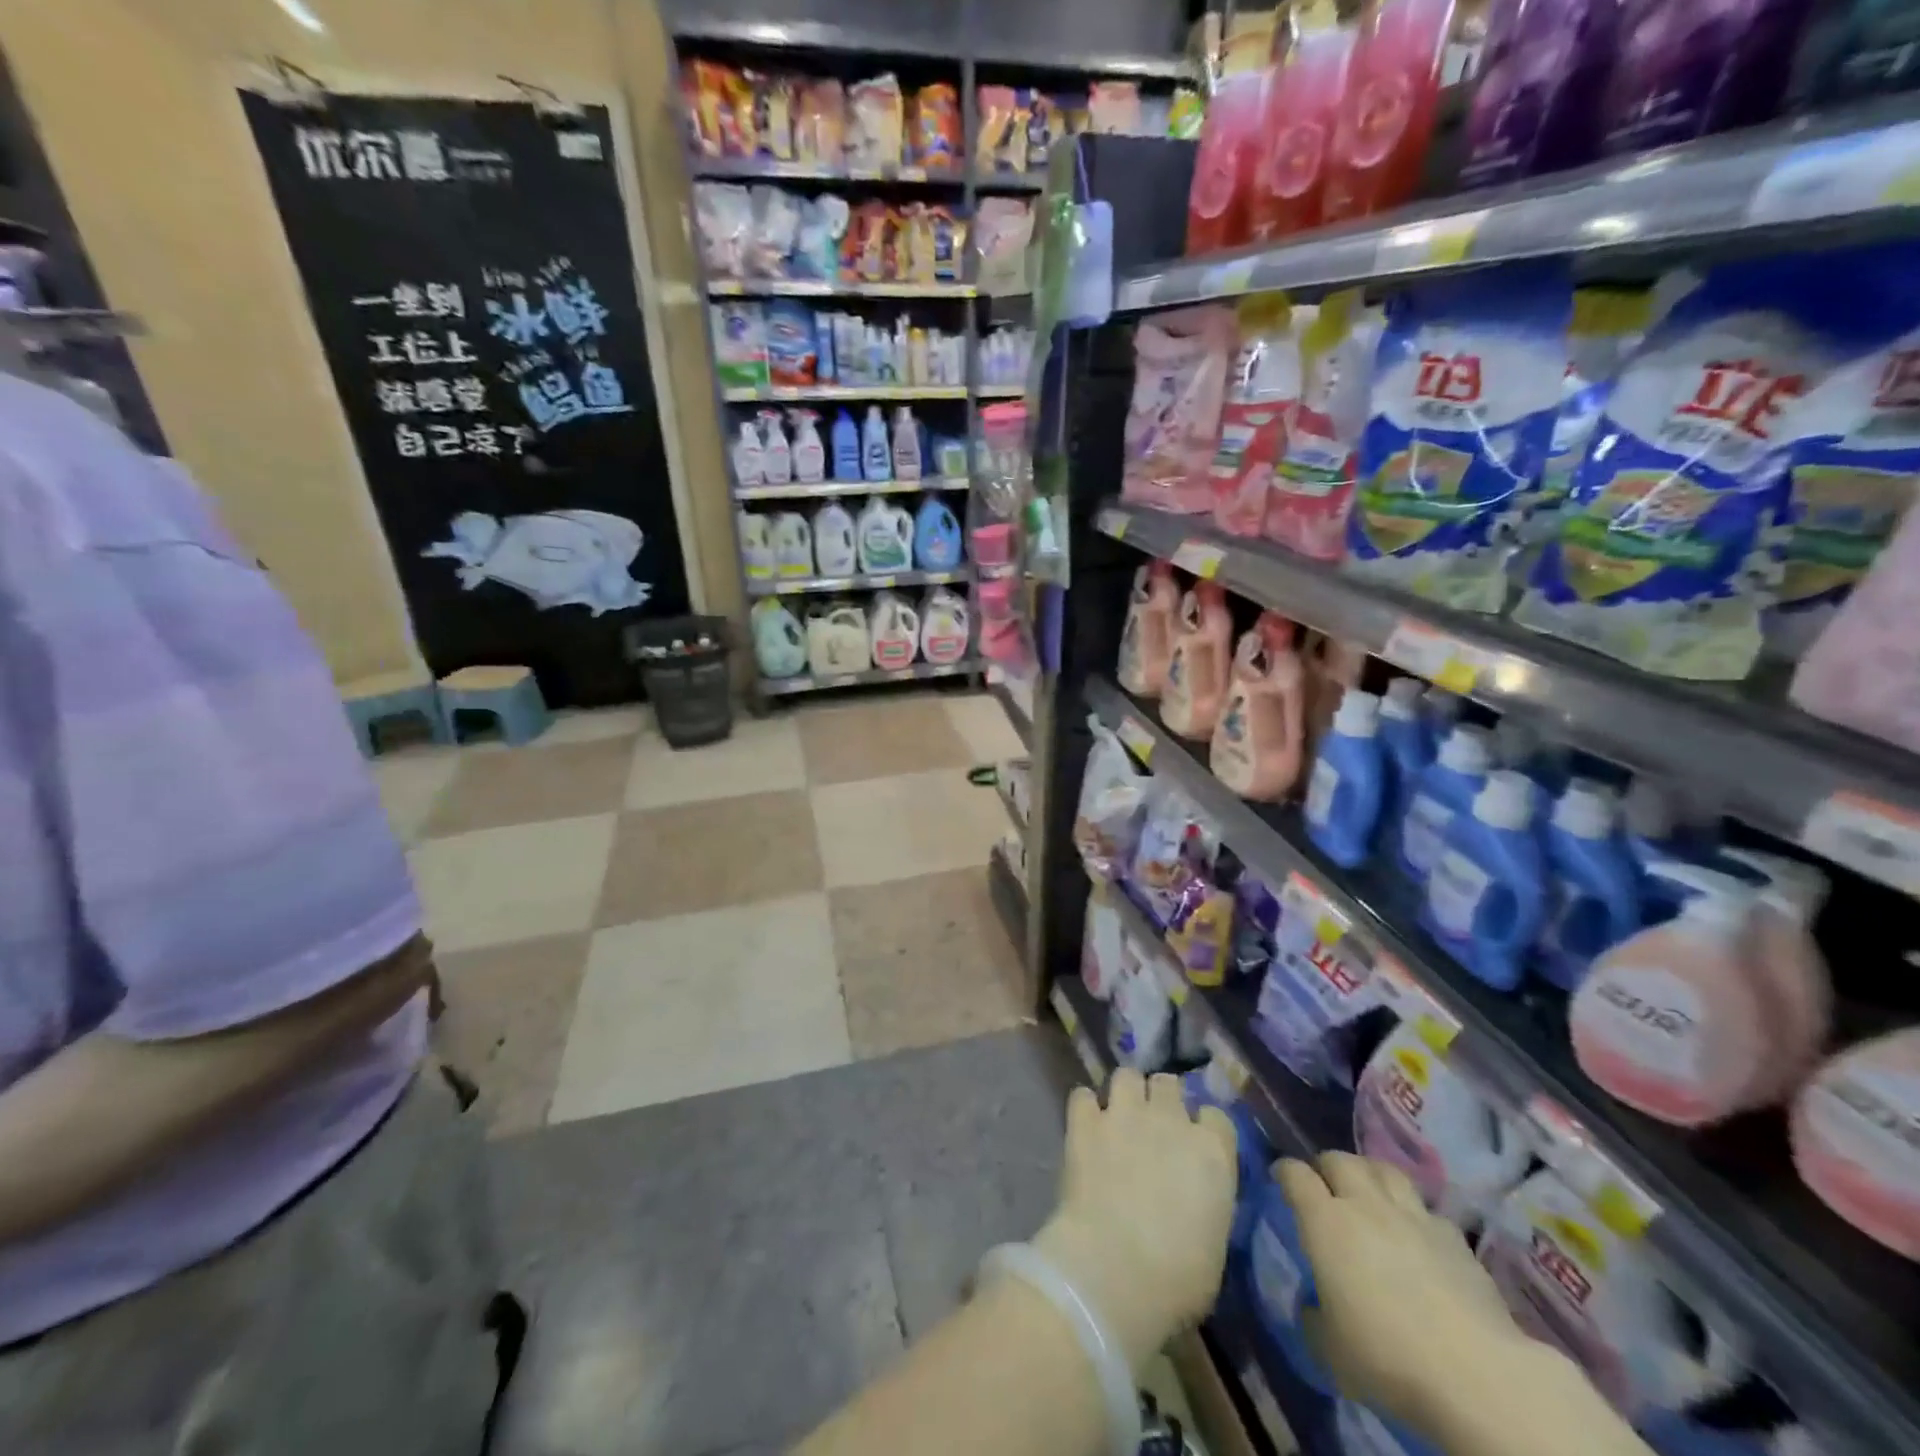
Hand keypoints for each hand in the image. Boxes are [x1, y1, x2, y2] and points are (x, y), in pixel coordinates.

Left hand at [1031, 1069, 1236, 1369]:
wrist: (1112, 1269)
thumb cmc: (1176, 1278)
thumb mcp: (1213, 1245)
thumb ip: (1207, 1204)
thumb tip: (1194, 1200)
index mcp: (1212, 1152)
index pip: (1216, 1116)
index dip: (1204, 1128)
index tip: (1195, 1144)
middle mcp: (1170, 1120)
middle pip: (1169, 1083)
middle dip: (1162, 1098)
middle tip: (1153, 1124)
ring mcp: (1125, 1114)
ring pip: (1127, 1076)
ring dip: (1125, 1092)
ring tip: (1119, 1116)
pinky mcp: (1085, 1121)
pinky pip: (1083, 1096)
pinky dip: (1085, 1108)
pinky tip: (1085, 1125)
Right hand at [1278, 1153, 1533, 1430]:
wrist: (1476, 1374)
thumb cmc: (1387, 1357)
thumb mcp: (1330, 1349)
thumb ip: (1314, 1317)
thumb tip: (1314, 1306)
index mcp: (1324, 1221)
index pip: (1295, 1174)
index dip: (1284, 1172)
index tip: (1281, 1179)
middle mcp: (1364, 1204)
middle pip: (1339, 1160)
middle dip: (1327, 1167)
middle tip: (1325, 1187)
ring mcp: (1413, 1216)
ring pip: (1383, 1169)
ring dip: (1369, 1174)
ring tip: (1368, 1192)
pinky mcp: (1454, 1237)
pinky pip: (1426, 1208)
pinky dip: (1414, 1214)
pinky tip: (1417, 1235)